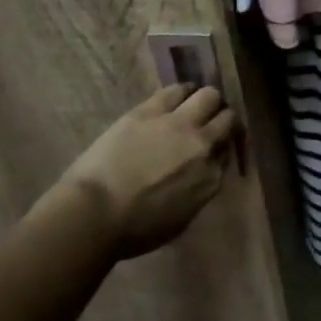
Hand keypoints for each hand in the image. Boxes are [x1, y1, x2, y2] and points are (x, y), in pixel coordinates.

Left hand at [53, 85, 237, 257]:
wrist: (94, 215)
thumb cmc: (133, 230)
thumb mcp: (180, 220)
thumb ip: (198, 191)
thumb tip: (199, 175)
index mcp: (211, 178)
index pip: (227, 153)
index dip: (219, 149)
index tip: (210, 151)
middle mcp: (203, 146)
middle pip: (227, 119)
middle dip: (220, 120)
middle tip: (208, 124)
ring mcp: (179, 124)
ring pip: (209, 95)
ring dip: (206, 101)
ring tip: (195, 104)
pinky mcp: (151, 110)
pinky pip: (176, 90)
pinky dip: (182, 91)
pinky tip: (178, 95)